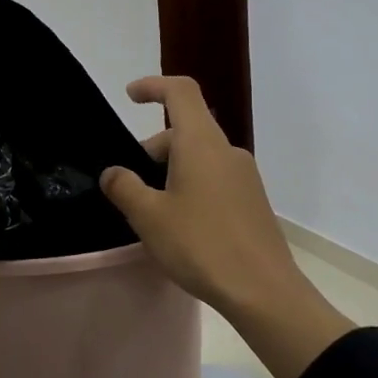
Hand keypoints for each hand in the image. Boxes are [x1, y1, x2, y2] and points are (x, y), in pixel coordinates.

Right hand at [99, 76, 352, 377]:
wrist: (263, 292)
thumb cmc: (201, 246)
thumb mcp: (149, 217)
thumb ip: (124, 187)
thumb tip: (113, 173)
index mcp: (201, 144)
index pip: (181, 93)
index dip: (153, 86)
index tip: (129, 96)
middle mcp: (227, 152)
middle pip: (184, 131)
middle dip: (151, 149)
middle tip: (126, 185)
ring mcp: (244, 177)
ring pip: (198, 158)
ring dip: (169, 172)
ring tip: (148, 211)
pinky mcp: (252, 202)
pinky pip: (213, 179)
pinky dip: (188, 187)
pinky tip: (176, 226)